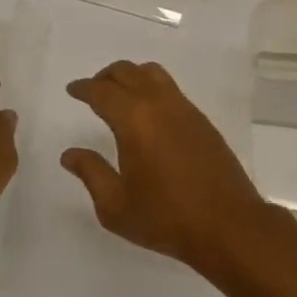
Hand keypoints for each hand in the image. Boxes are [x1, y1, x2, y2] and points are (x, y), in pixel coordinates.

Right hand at [62, 61, 272, 273]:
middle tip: (92, 90)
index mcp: (134, 119)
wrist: (226, 223)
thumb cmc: (165, 217)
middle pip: (128, 72)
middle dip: (105, 77)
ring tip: (119, 94)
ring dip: (131, 76)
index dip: (84, 88)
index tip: (73, 90)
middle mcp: (159, 103)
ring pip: (152, 73)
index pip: (102, 92)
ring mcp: (184, 108)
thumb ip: (91, 173)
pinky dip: (152, 87)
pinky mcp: (201, 119)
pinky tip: (149, 111)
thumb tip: (70, 154)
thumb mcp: (116, 205)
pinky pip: (170, 88)